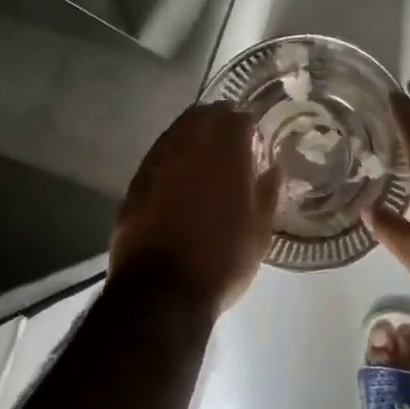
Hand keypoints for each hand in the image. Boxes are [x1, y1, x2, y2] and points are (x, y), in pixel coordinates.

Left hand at [111, 103, 280, 317]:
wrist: (161, 293)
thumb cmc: (221, 263)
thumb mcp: (259, 234)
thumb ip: (267, 194)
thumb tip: (272, 168)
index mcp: (226, 155)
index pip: (238, 119)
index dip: (248, 126)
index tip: (254, 140)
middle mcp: (190, 148)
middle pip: (204, 115)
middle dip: (219, 120)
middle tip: (230, 139)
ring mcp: (159, 161)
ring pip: (178, 129)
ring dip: (193, 132)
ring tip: (204, 152)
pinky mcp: (136, 180)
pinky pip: (158, 152)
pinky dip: (172, 153)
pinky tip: (178, 171)